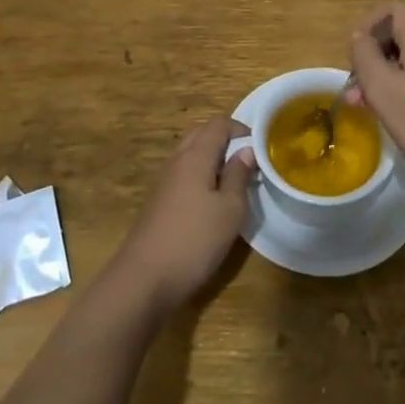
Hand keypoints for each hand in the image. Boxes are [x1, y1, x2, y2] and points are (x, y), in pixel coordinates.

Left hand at [113, 117, 256, 315]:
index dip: (241, 129)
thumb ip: (239, 176)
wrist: (144, 279)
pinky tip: (212, 202)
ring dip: (213, 159)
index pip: (218, 124)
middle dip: (226, 141)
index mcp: (195, 156)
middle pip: (202, 135)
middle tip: (248, 162)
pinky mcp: (158, 202)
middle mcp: (177, 161)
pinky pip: (183, 175)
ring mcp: (164, 182)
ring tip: (234, 182)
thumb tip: (247, 150)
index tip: (261, 148)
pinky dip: (200, 176)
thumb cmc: (194, 240)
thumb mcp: (229, 210)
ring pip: (191, 155)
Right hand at [344, 4, 404, 187]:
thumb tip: (360, 37)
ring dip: (395, 72)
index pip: (385, 12)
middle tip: (359, 97)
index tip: (351, 67)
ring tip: (377, 108)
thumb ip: (363, 55)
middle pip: (402, 32)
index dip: (363, 35)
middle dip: (377, 61)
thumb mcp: (382, 90)